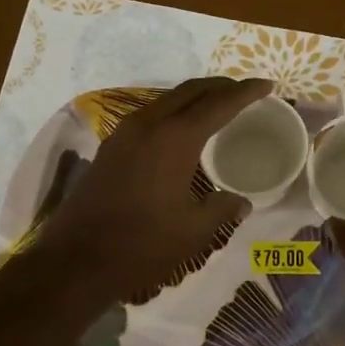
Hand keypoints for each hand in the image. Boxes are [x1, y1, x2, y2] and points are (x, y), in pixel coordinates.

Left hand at [40, 76, 270, 301]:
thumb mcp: (193, 230)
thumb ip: (222, 209)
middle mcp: (150, 124)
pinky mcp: (111, 147)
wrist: (76, 259)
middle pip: (191, 91)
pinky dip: (174, 111)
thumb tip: (242, 202)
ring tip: (217, 106)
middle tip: (245, 92)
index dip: (245, 92)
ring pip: (167, 99)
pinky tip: (181, 130)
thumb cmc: (142, 244)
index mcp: (176, 138)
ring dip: (195, 97)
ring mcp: (125, 133)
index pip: (219, 103)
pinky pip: (150, 114)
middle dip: (220, 86)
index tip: (267, 86)